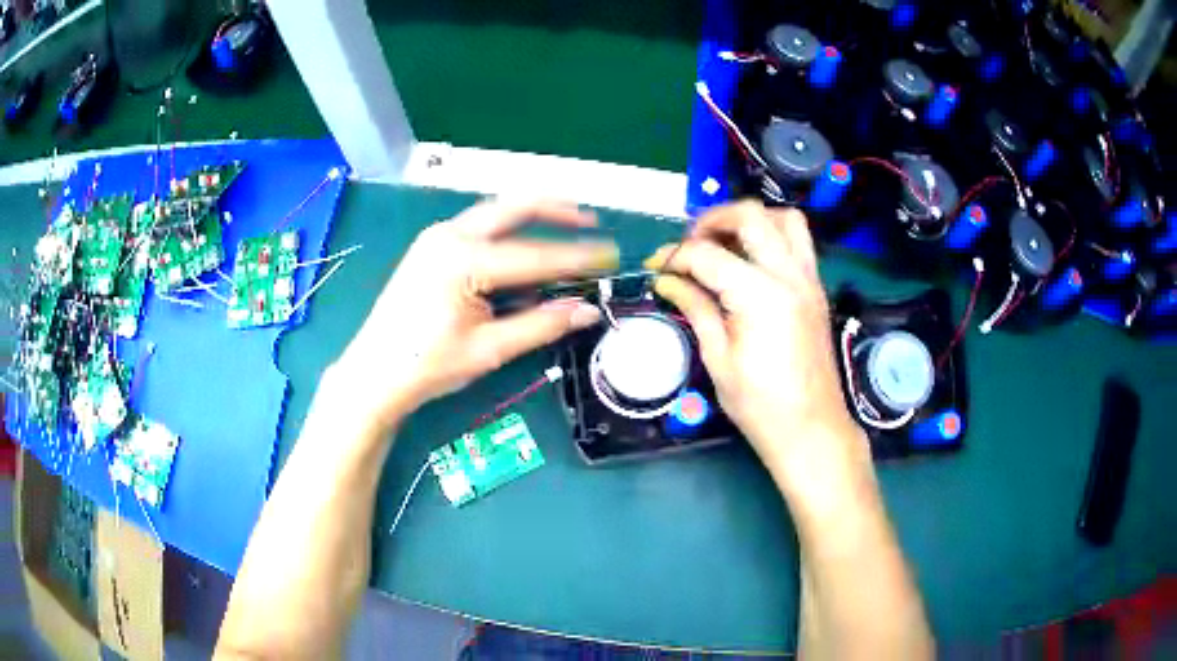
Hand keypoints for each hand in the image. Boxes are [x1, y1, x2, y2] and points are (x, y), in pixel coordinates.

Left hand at [332, 199, 615, 430]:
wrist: (374, 373)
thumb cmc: (428, 365)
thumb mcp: (489, 348)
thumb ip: (542, 324)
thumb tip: (588, 310)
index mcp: (463, 259)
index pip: (535, 255)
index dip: (577, 258)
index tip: (611, 256)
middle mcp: (450, 235)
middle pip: (513, 208)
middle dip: (555, 210)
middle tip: (589, 219)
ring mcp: (437, 237)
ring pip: (495, 213)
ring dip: (531, 216)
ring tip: (566, 223)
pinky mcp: (431, 247)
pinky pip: (478, 227)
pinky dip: (507, 231)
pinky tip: (524, 246)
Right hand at [645, 201, 864, 485]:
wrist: (811, 428)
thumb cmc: (760, 405)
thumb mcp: (718, 358)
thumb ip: (695, 308)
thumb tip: (667, 281)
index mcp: (759, 295)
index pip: (707, 254)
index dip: (674, 256)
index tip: (655, 267)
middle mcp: (788, 274)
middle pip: (749, 215)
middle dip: (711, 220)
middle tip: (689, 245)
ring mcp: (808, 278)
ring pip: (783, 218)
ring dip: (750, 220)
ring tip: (724, 242)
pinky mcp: (816, 288)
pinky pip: (798, 241)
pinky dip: (772, 235)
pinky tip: (751, 260)